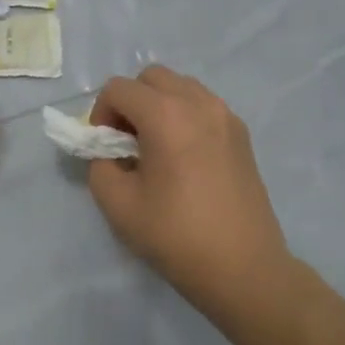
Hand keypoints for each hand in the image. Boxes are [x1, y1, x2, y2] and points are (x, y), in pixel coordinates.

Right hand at [86, 67, 296, 311]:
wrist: (243, 267)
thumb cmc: (176, 236)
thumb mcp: (119, 205)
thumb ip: (100, 166)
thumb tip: (108, 152)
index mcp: (167, 114)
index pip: (119, 88)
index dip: (101, 113)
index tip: (104, 147)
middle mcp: (199, 102)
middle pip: (152, 77)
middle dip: (130, 102)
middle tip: (126, 142)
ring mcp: (226, 115)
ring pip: (181, 87)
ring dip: (159, 105)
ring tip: (156, 148)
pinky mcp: (241, 134)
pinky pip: (203, 105)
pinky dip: (184, 115)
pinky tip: (183, 157)